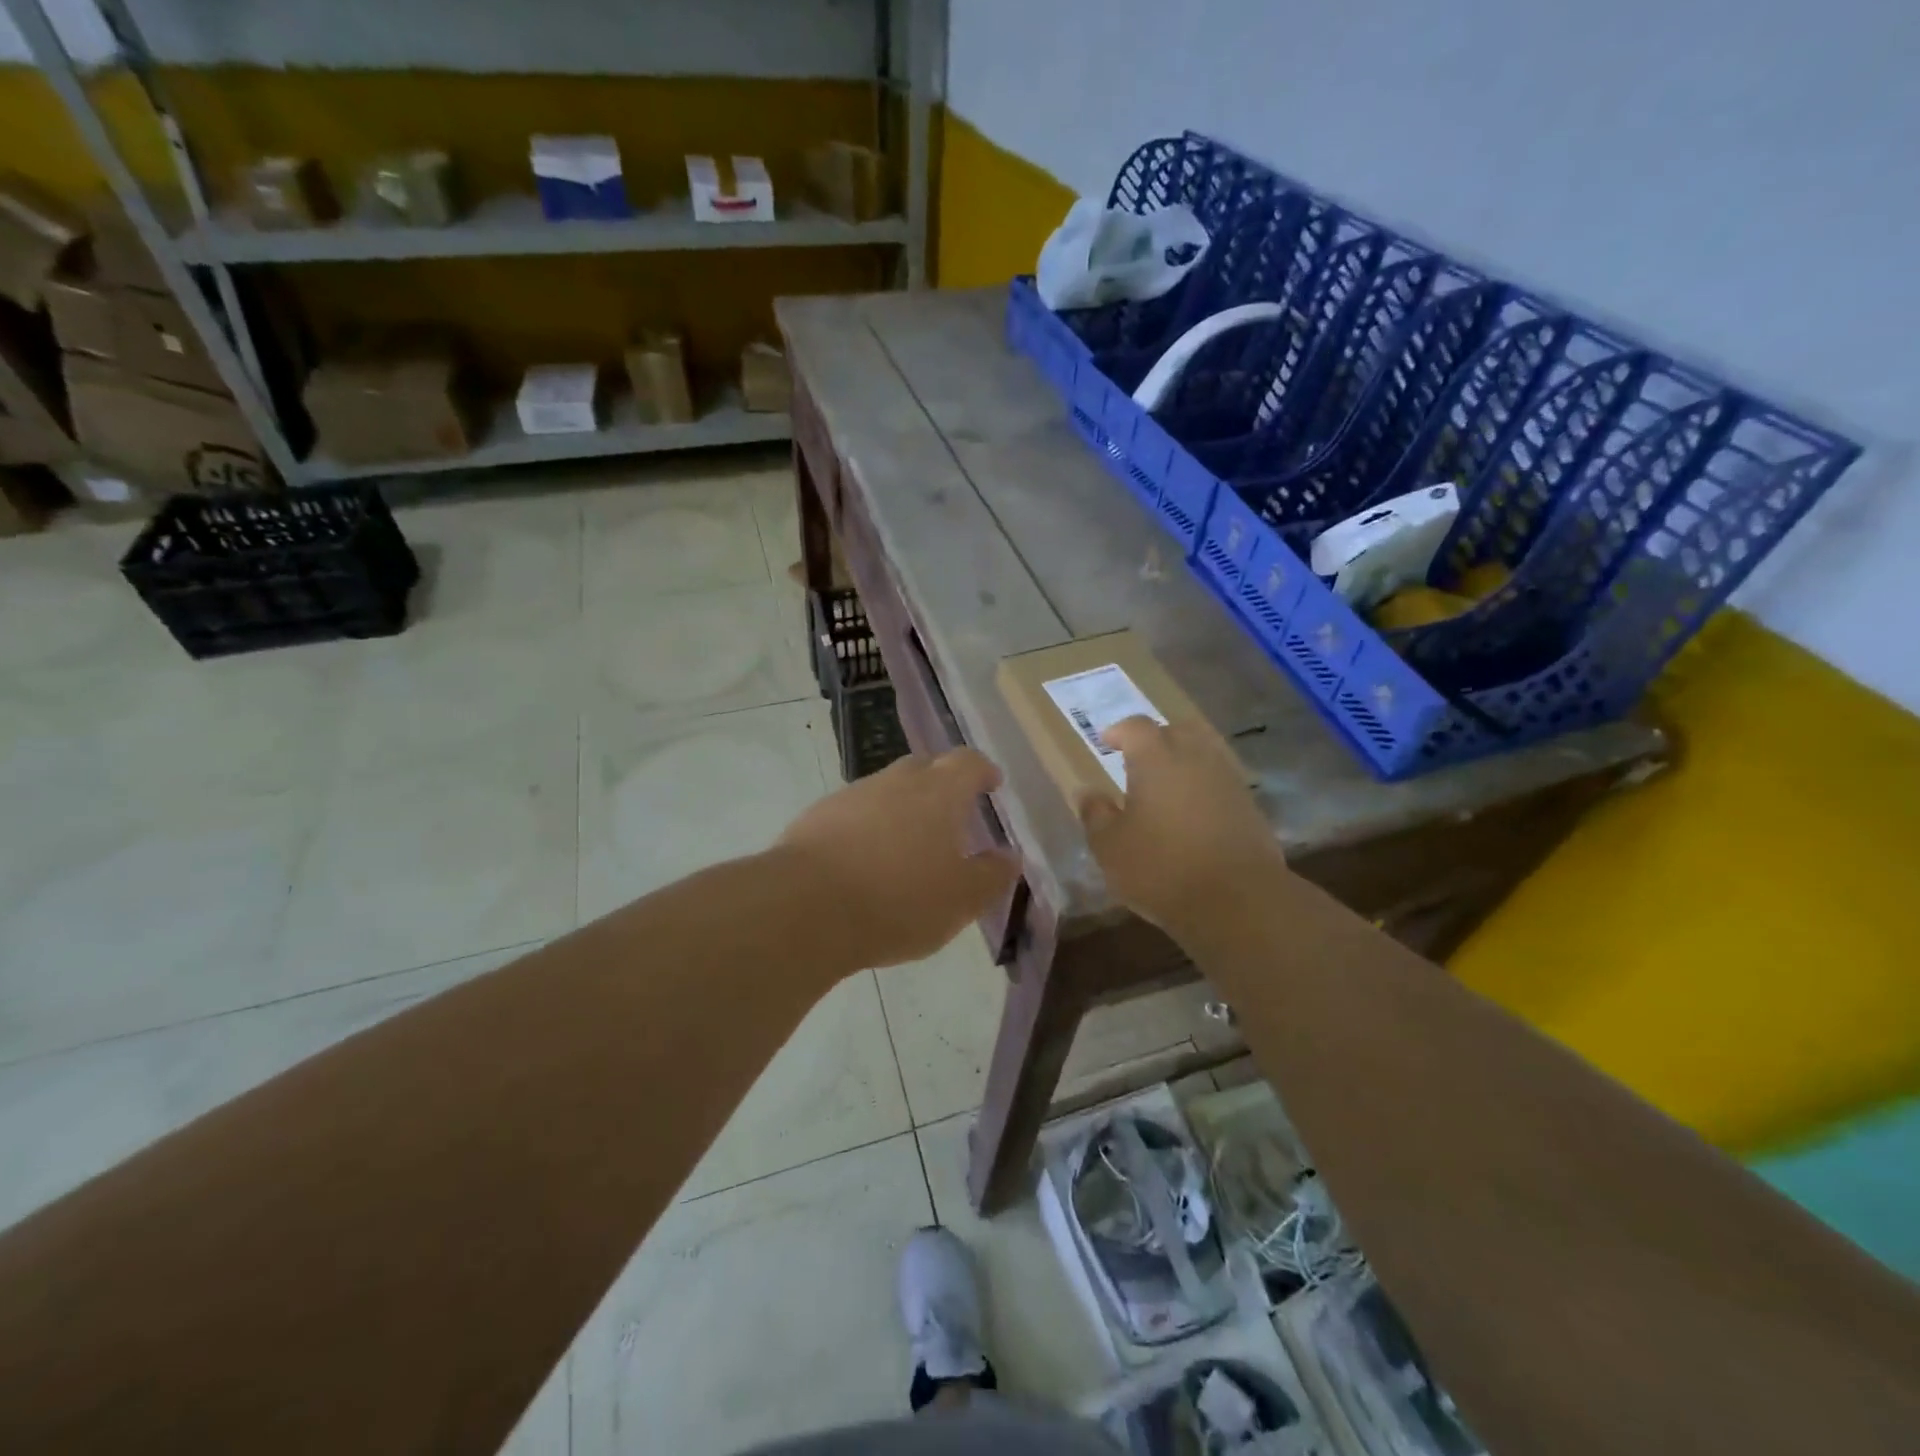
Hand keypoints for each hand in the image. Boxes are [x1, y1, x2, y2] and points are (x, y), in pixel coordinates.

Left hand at [777, 748, 1020, 967]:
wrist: (806, 908)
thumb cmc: (899, 900)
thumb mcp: (961, 900)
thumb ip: (992, 875)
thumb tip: (1010, 856)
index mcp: (939, 792)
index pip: (968, 763)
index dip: (982, 771)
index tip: (991, 784)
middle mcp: (896, 781)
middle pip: (925, 767)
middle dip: (942, 784)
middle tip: (952, 814)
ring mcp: (852, 795)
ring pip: (886, 790)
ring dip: (902, 807)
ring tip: (908, 844)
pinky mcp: (816, 817)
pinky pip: (854, 813)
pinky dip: (868, 828)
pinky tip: (865, 861)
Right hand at [1078, 716, 1287, 944]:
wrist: (1237, 901)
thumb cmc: (1161, 868)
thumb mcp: (1110, 846)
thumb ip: (1096, 814)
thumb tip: (1087, 792)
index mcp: (1156, 758)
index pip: (1136, 726)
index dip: (1119, 731)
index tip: (1106, 742)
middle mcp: (1196, 757)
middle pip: (1177, 730)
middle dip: (1157, 738)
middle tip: (1139, 759)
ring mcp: (1228, 779)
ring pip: (1205, 752)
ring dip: (1185, 759)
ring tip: (1167, 784)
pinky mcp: (1250, 806)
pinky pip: (1222, 780)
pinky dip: (1205, 785)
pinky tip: (1193, 811)